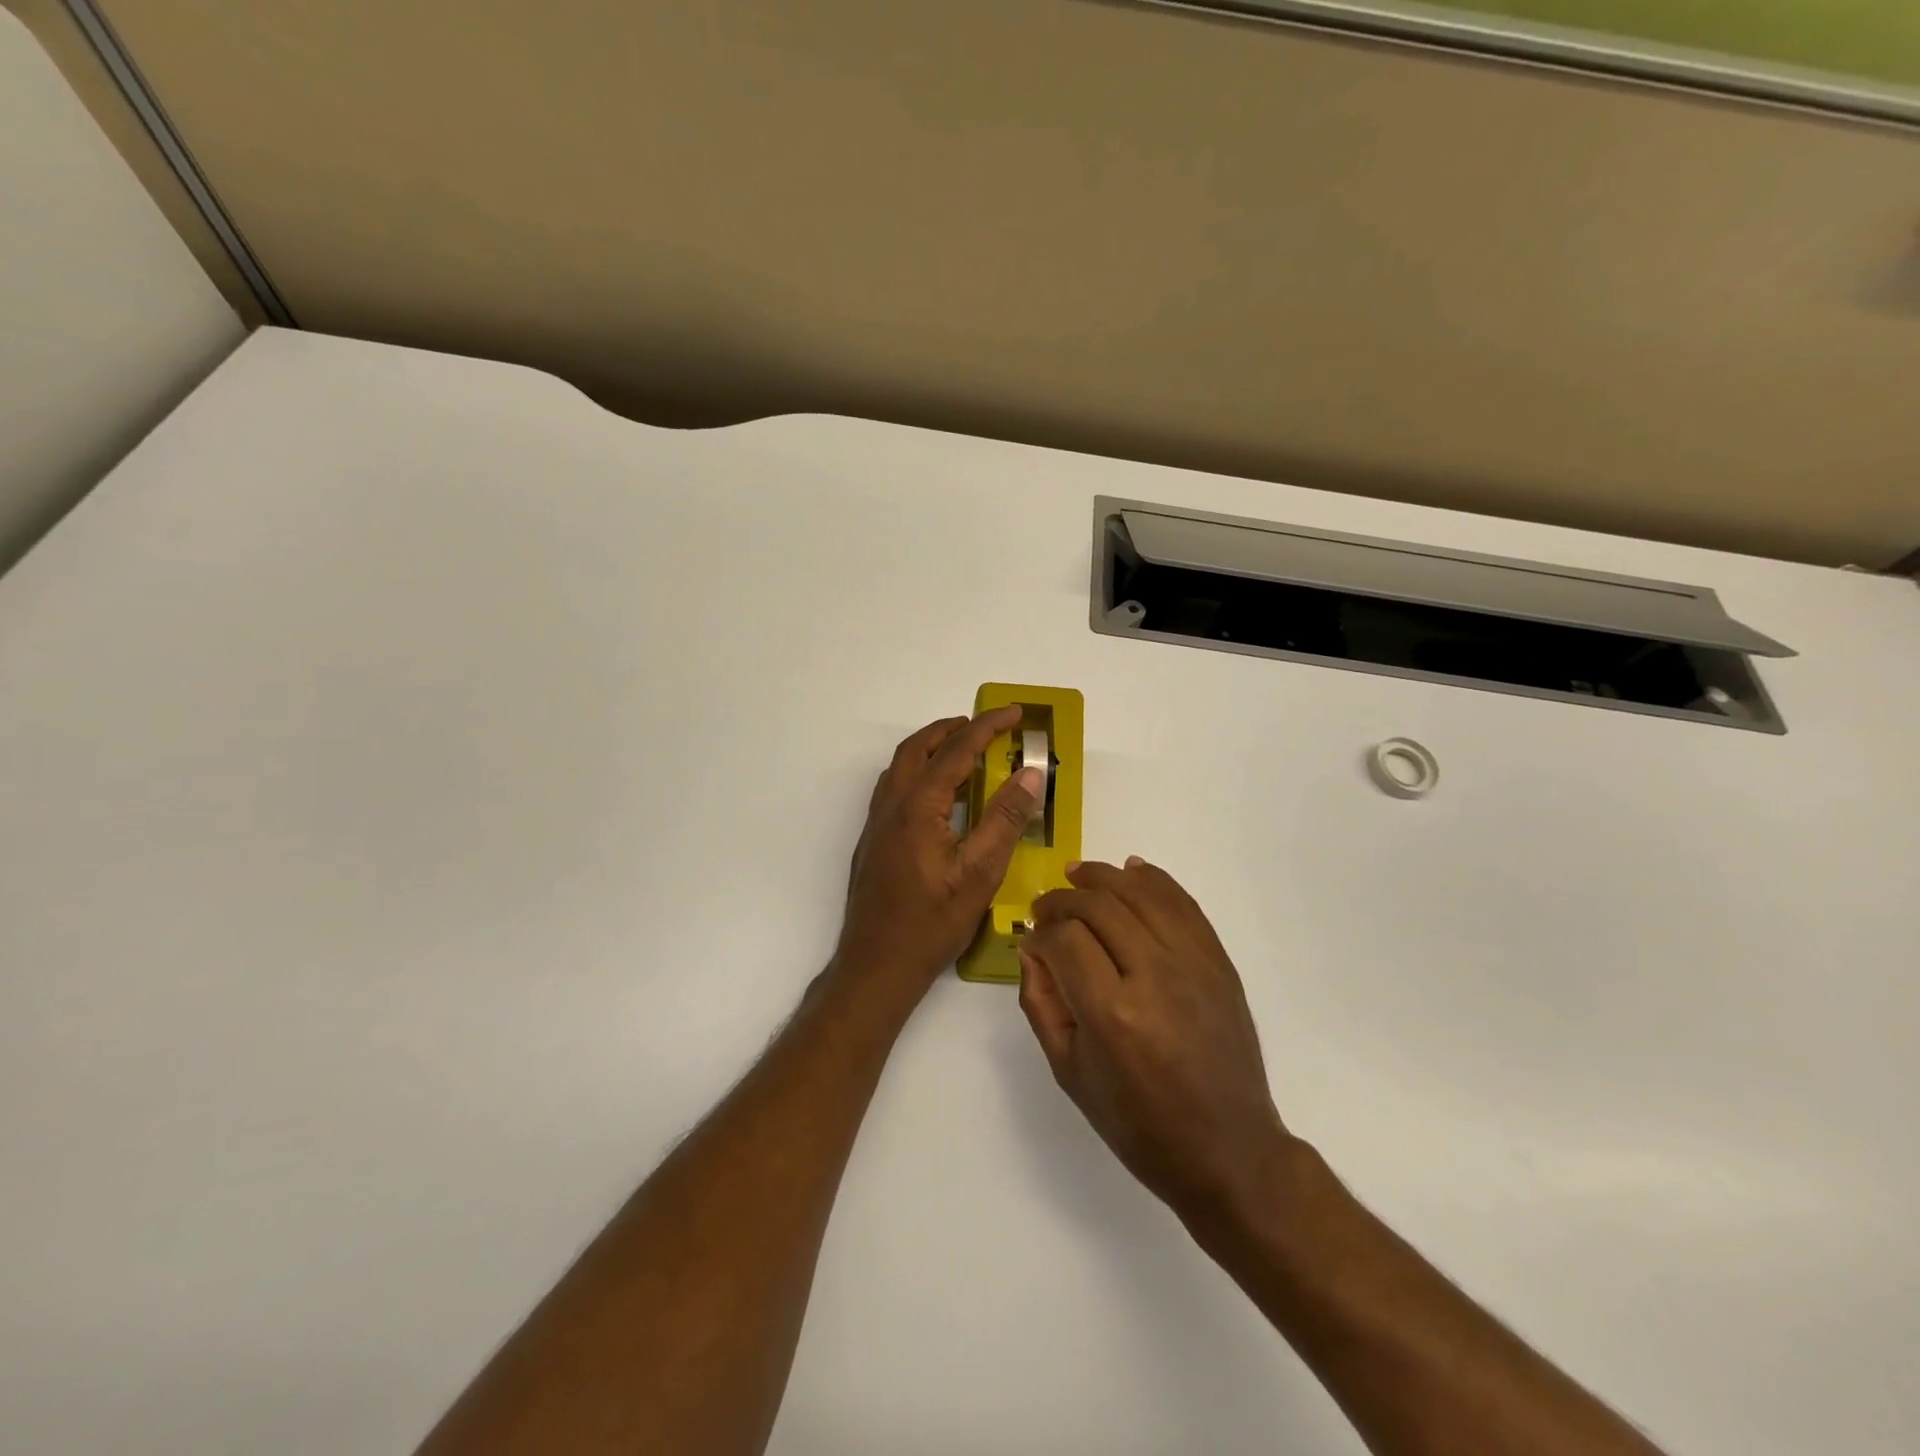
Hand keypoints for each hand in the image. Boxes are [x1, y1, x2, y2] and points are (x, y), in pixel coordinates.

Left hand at [833, 707, 1046, 1008]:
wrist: (876, 965)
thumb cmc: (931, 923)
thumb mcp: (980, 874)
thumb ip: (1005, 819)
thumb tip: (1029, 773)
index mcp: (918, 807)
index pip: (956, 751)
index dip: (987, 727)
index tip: (1014, 713)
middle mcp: (891, 805)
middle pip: (918, 748)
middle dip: (952, 728)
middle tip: (986, 726)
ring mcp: (877, 823)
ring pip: (901, 766)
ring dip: (932, 748)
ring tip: (964, 752)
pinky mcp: (873, 840)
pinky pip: (895, 787)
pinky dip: (919, 772)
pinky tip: (938, 796)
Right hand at [1019, 859, 1291, 1220]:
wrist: (1228, 1149)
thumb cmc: (1138, 1123)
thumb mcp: (1070, 1072)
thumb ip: (1041, 1003)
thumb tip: (1031, 949)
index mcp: (1113, 1014)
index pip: (1065, 940)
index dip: (1041, 932)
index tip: (1033, 940)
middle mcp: (1155, 977)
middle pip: (1100, 906)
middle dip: (1063, 900)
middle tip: (1045, 908)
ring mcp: (1194, 964)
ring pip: (1141, 893)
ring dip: (1104, 877)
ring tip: (1077, 874)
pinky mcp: (1219, 962)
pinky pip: (1183, 904)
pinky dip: (1155, 880)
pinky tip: (1131, 870)